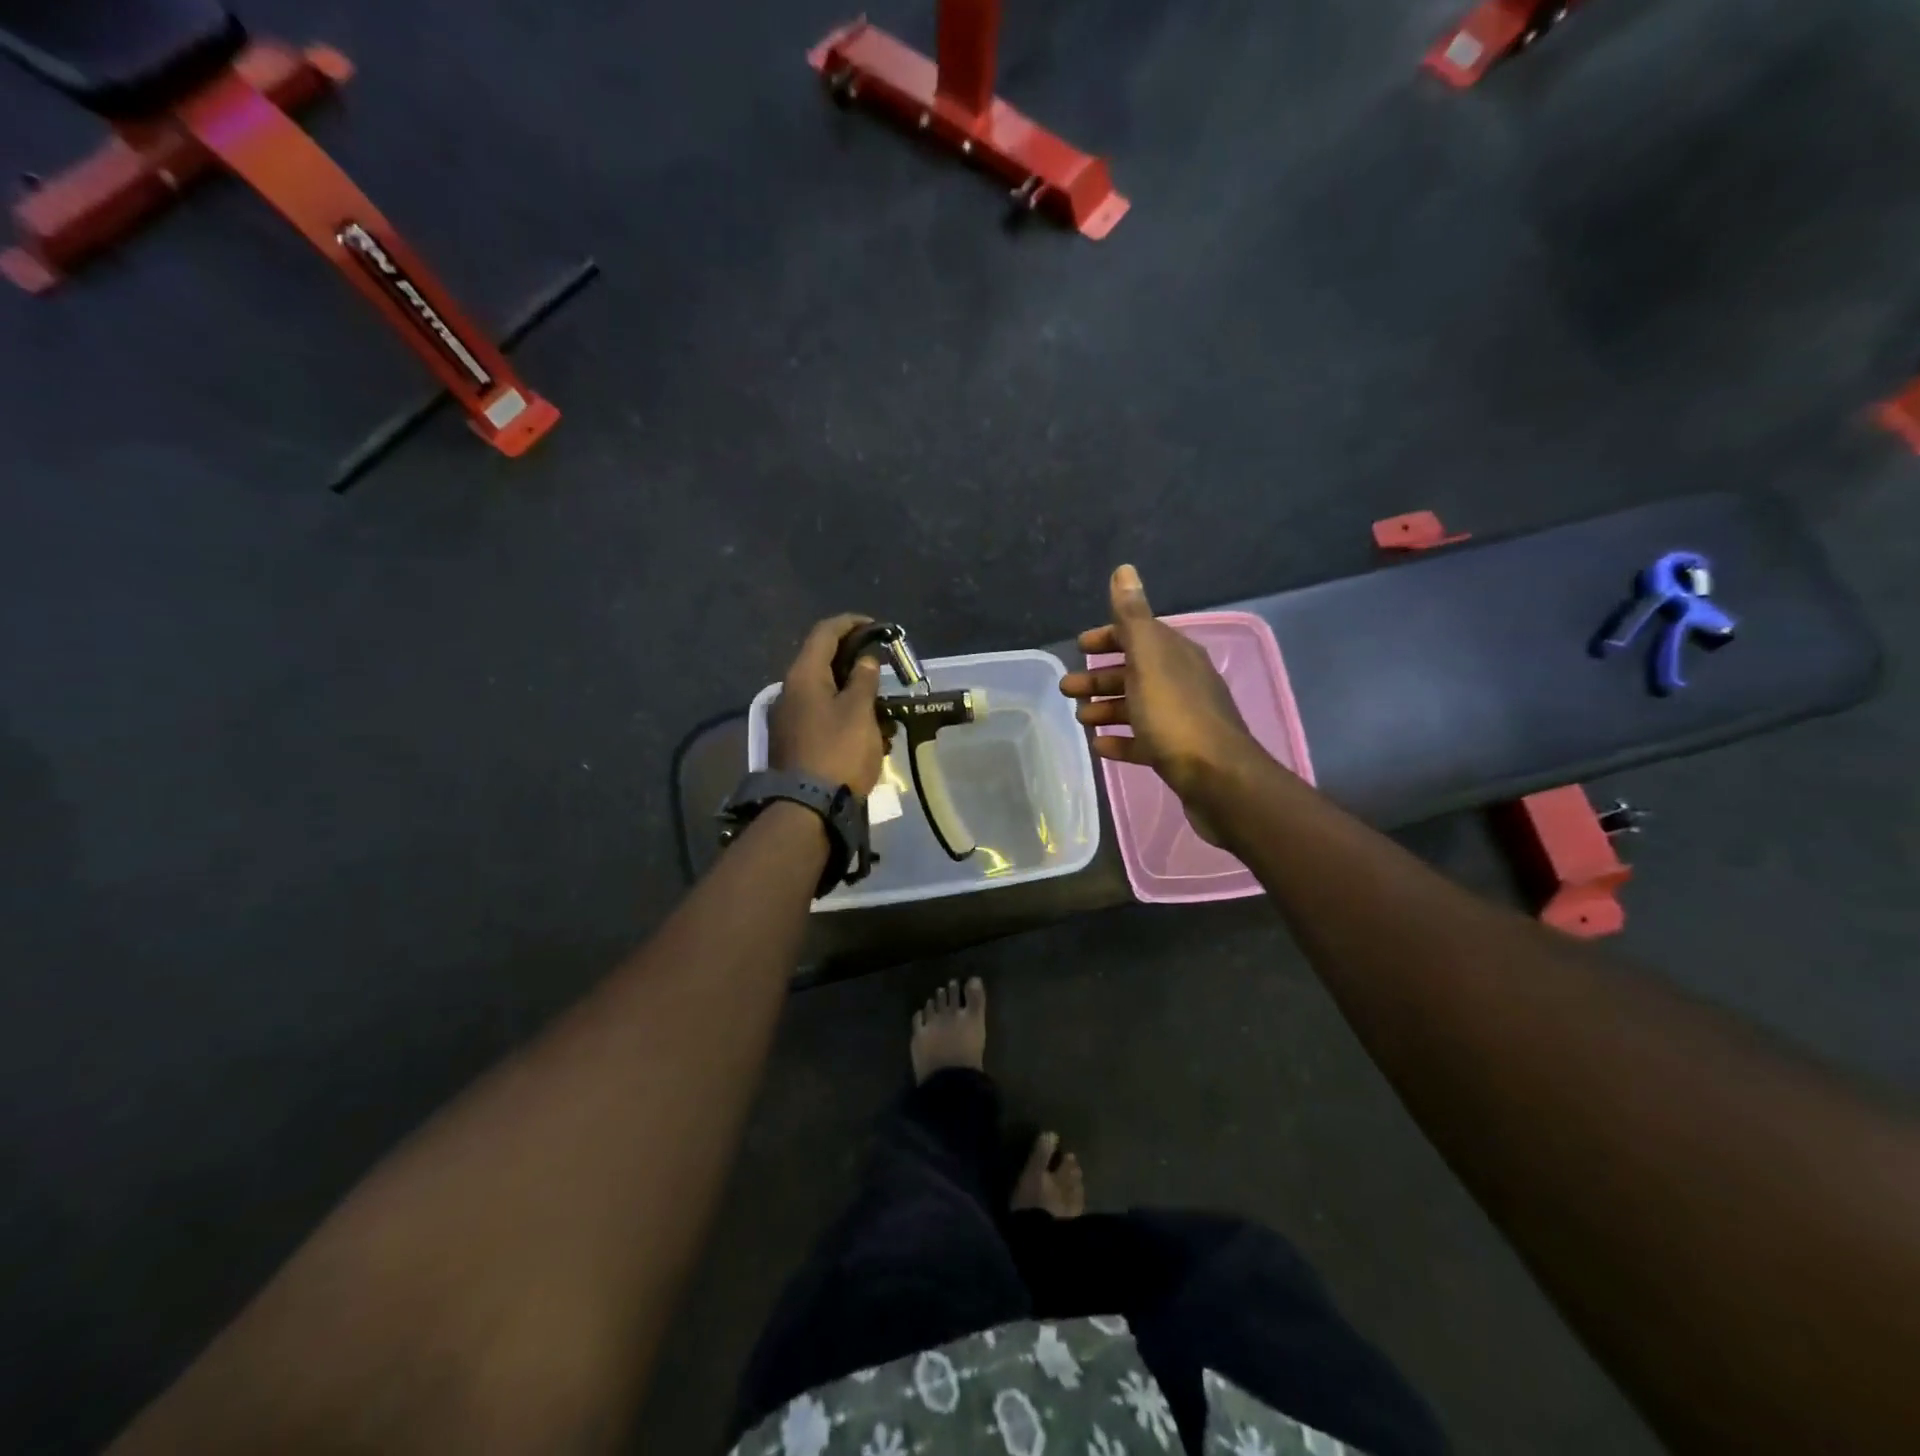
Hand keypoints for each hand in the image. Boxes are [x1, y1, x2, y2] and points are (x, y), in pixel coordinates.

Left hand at [769, 613, 887, 797]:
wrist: (808, 809)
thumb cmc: (838, 752)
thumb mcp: (859, 712)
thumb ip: (864, 680)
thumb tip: (864, 660)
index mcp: (803, 676)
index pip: (824, 632)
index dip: (850, 623)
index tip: (876, 626)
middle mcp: (790, 692)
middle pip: (823, 664)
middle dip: (856, 665)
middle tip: (882, 672)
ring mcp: (789, 719)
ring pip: (826, 694)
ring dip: (855, 697)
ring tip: (883, 715)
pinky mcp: (795, 742)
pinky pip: (823, 719)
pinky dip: (846, 719)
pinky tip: (869, 738)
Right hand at [1059, 565, 1261, 796]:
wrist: (1217, 778)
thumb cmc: (1175, 715)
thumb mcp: (1149, 659)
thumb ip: (1132, 617)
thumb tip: (1124, 569)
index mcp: (1175, 655)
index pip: (1139, 635)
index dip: (1108, 637)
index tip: (1079, 647)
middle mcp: (1180, 682)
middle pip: (1133, 672)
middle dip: (1099, 677)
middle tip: (1066, 689)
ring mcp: (1180, 719)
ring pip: (1136, 707)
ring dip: (1106, 708)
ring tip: (1079, 718)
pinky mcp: (1177, 753)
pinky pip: (1142, 741)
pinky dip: (1120, 740)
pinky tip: (1100, 746)